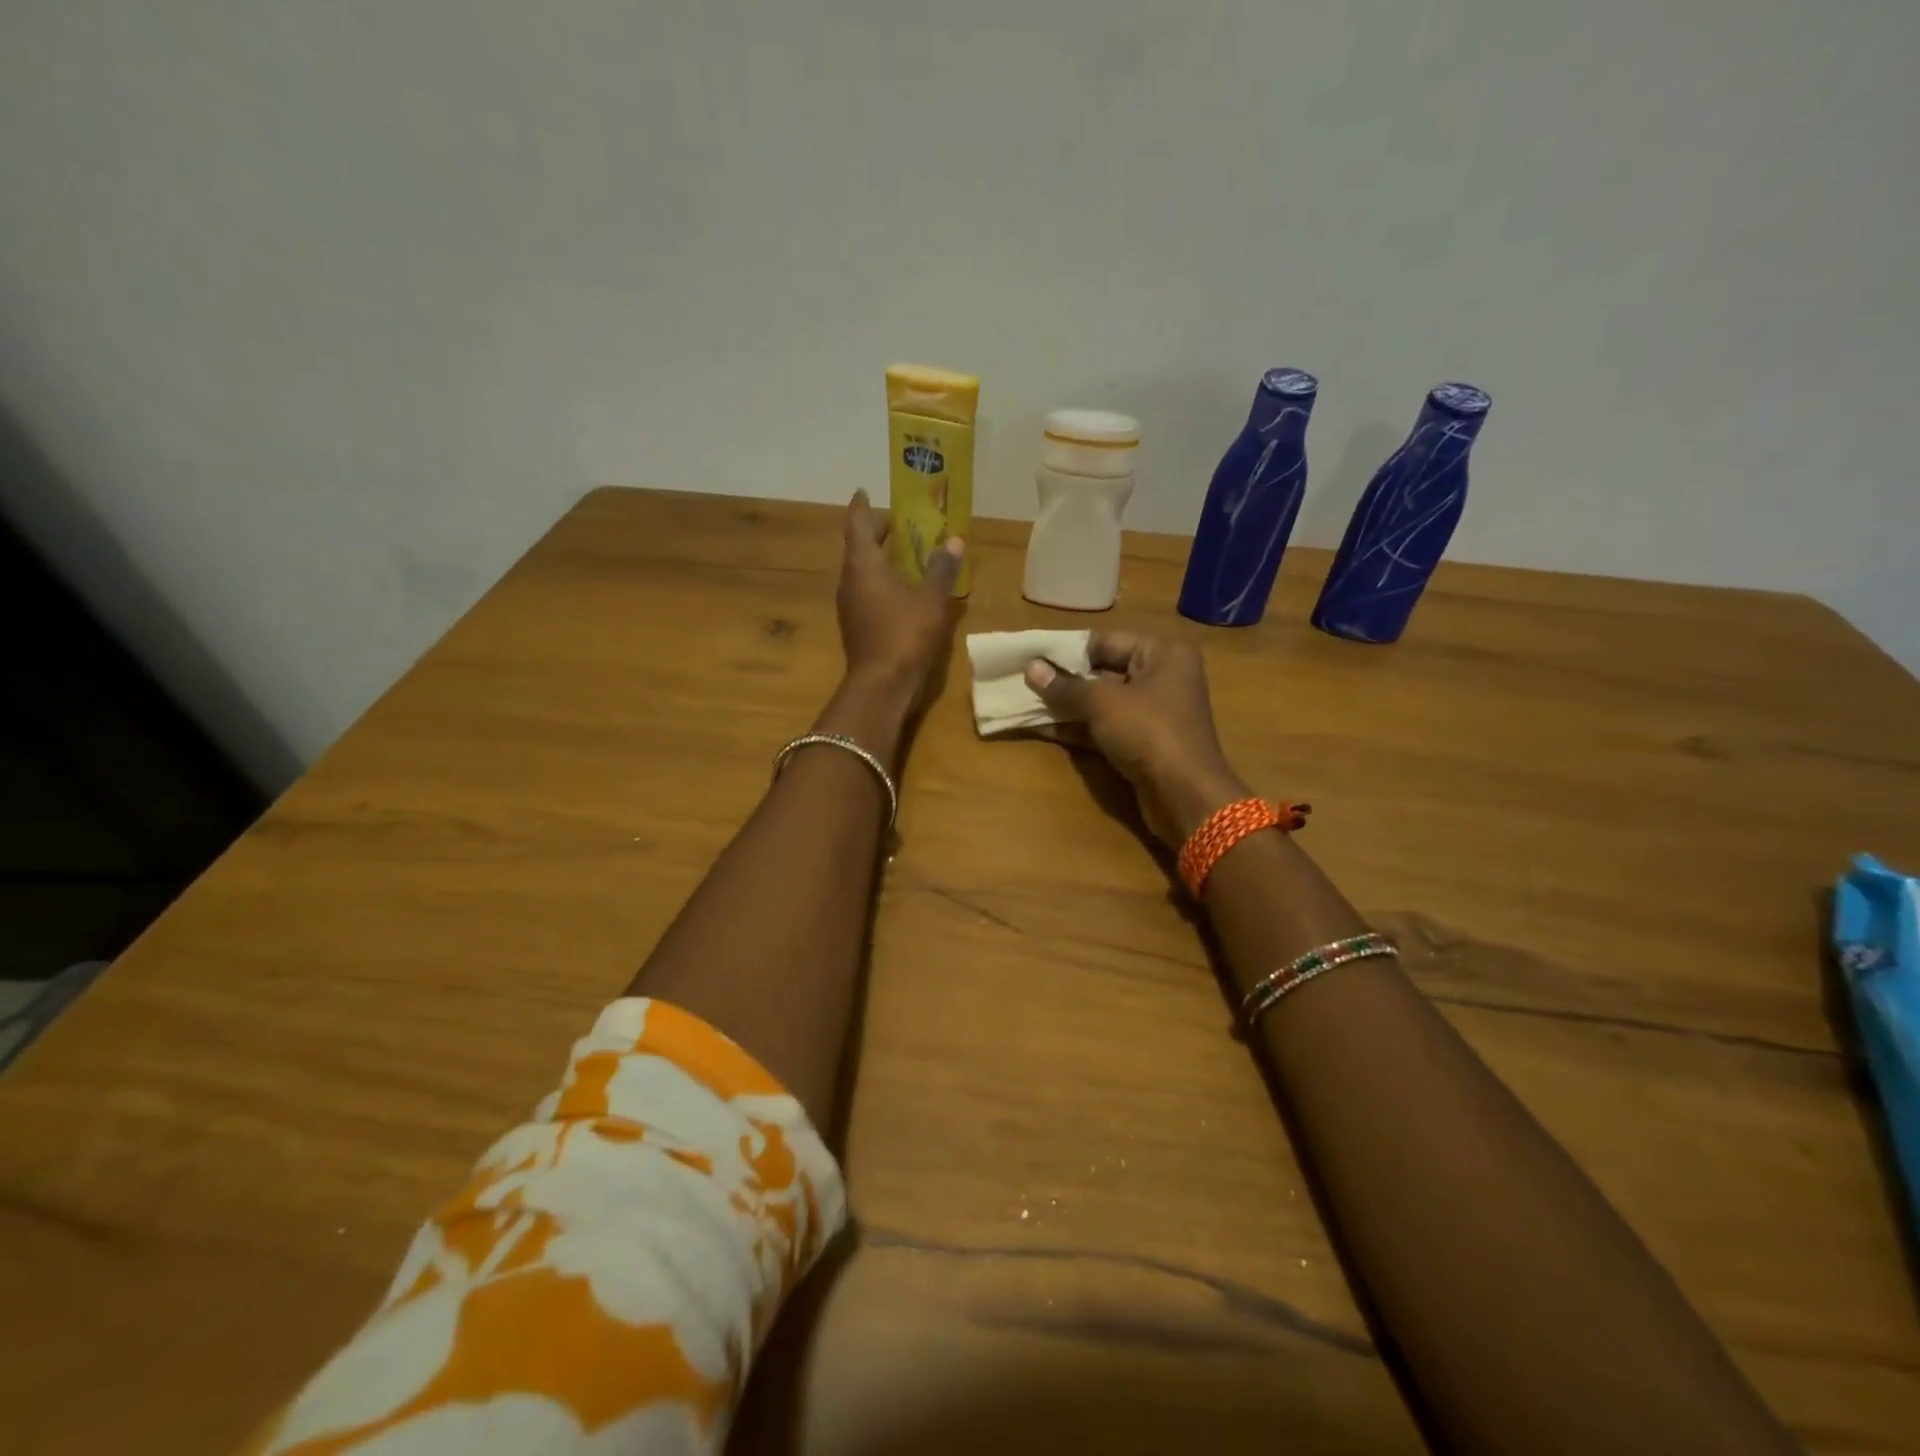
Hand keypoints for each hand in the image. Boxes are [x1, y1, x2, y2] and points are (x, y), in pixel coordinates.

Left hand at [836, 490, 963, 701]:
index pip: (857, 524)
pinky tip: (903, 589)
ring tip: (905, 553)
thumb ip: (941, 568)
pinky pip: (867, 592)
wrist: (881, 685)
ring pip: (862, 571)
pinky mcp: (857, 626)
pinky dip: (882, 581)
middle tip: (900, 523)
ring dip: (880, 559)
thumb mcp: (931, 599)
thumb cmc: (905, 634)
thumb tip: (953, 541)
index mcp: (863, 565)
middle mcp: (850, 580)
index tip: (866, 492)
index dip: (862, 506)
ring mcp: (850, 605)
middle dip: (876, 532)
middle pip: (858, 546)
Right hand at [1025, 632, 1249, 847]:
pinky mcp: (1142, 742)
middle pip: (1103, 671)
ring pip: (1101, 702)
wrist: (1184, 795)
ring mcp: (1152, 713)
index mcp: (1163, 654)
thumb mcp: (1102, 703)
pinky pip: (1104, 727)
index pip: (1106, 641)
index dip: (1068, 650)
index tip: (1032, 657)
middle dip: (1063, 679)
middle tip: (1023, 680)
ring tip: (1024, 703)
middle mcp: (1161, 677)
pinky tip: (1040, 727)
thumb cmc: (1148, 732)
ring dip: (1066, 705)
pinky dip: (1077, 727)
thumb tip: (1030, 668)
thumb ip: (1065, 686)